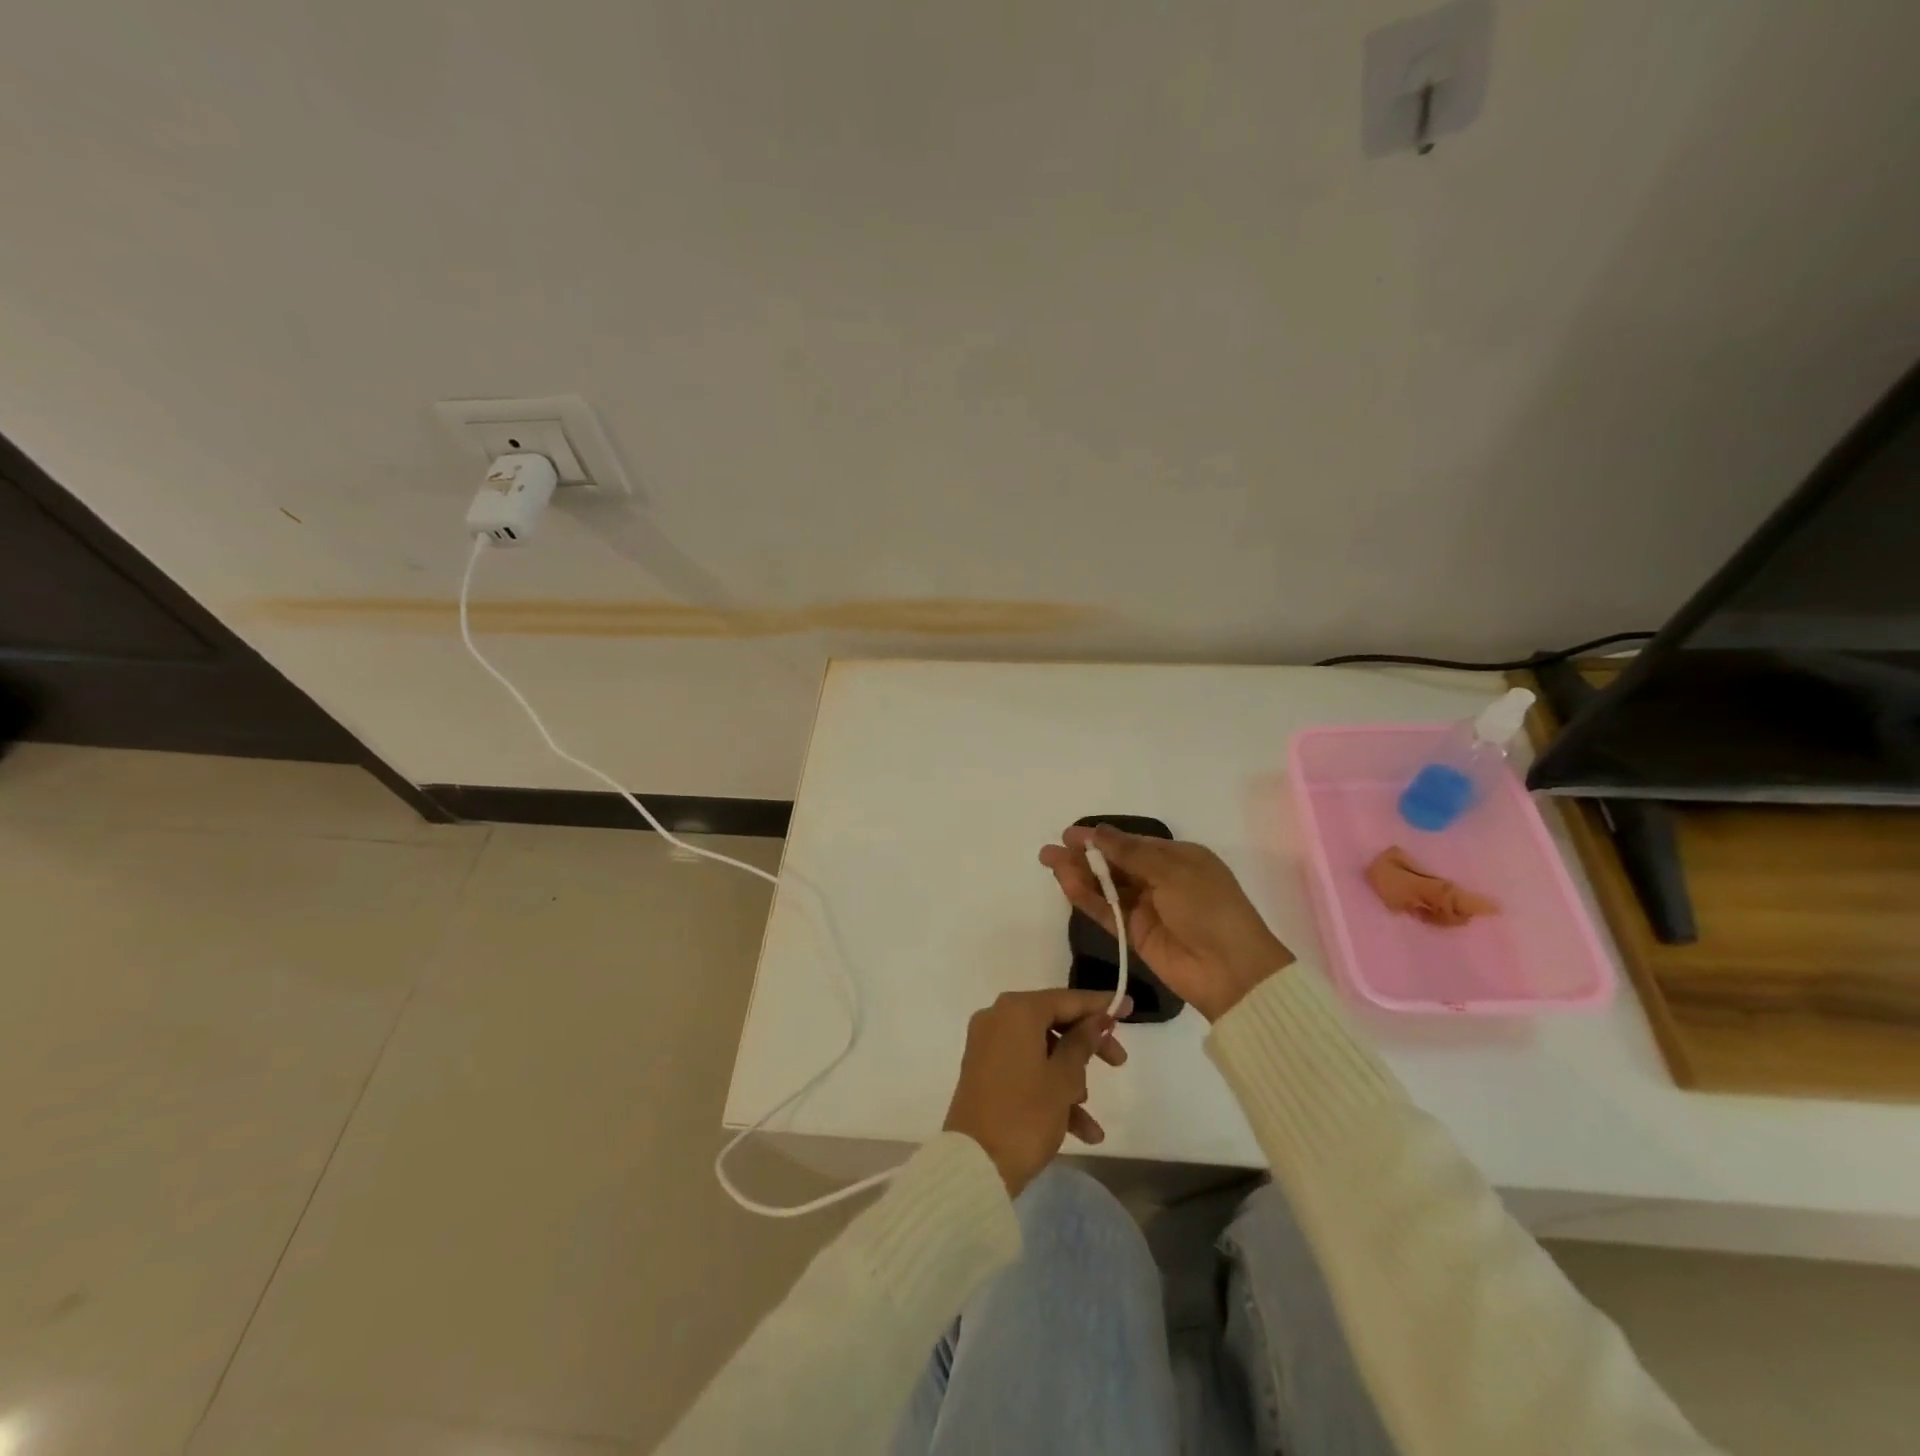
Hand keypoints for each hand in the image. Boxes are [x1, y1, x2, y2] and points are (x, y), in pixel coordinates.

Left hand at [943, 989, 1128, 1197]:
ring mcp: (988, 1046)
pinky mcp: (984, 1073)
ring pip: (1042, 1051)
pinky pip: (1025, 1070)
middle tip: (1118, 1062)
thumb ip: (1083, 1042)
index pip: (1066, 999)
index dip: (1099, 1004)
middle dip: (1088, 1046)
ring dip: (1071, 1079)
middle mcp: (998, 1019)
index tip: (1127, 1007)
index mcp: (1016, 1011)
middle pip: (1053, 1022)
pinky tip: (1083, 1132)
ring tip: (1090, 1115)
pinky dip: (1050, 1091)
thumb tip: (1096, 1019)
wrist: (974, 1165)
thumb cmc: (1025, 1114)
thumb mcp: (1063, 1078)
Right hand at [1040, 827, 1294, 1021]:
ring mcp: (1146, 909)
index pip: (1132, 843)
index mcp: (1178, 858)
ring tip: (1049, 862)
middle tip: (1050, 850)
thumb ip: (1130, 853)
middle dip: (1083, 856)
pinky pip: (1106, 912)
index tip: (1070, 834)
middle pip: (1115, 864)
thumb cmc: (1210, 908)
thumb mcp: (1173, 871)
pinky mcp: (1134, 936)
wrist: (1231, 971)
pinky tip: (1066, 884)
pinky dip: (1086, 898)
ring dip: (1079, 875)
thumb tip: (1097, 831)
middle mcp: (1160, 880)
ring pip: (1106, 888)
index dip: (1101, 838)